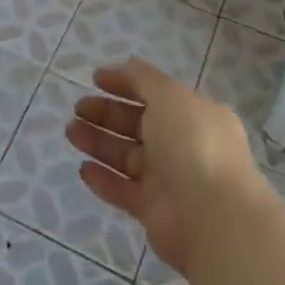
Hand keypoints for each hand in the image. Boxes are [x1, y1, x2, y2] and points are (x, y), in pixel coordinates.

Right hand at [66, 57, 266, 275]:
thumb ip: (144, 79)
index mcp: (192, 114)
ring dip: (98, 143)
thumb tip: (126, 65)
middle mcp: (182, 144)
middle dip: (106, 114)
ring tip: (70, 132)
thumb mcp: (169, 96)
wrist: (213, 218)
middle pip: (137, 124)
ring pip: (126, 156)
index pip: (154, 93)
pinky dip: (104, 179)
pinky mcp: (154, 211)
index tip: (95, 79)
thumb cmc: (193, 144)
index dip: (125, 84)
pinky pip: (124, 190)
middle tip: (78, 108)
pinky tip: (83, 169)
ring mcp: (168, 179)